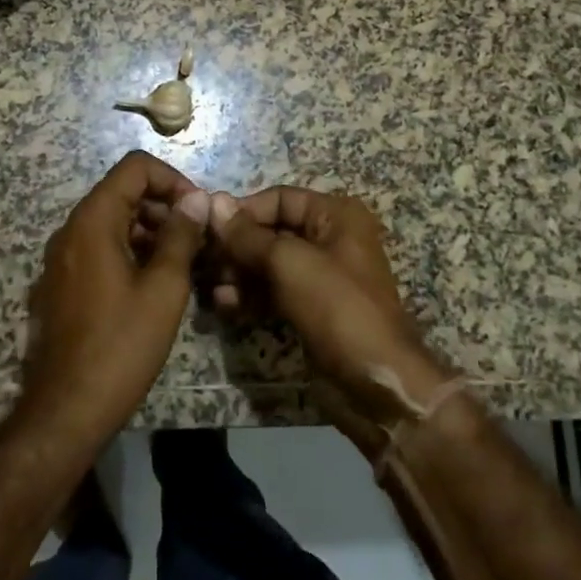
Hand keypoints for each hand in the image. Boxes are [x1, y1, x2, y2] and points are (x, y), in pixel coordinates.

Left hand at [21, 152, 209, 444]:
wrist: (67, 408)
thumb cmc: (121, 344)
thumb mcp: (164, 288)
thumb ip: (181, 236)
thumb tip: (196, 199)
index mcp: (93, 221)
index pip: (135, 168)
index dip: (173, 179)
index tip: (198, 211)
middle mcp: (71, 230)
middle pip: (122, 192)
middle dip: (165, 206)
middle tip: (198, 239)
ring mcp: (62, 258)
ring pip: (113, 222)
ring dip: (151, 231)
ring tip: (185, 262)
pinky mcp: (62, 283)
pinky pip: (100, 249)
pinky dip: (131, 251)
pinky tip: (157, 283)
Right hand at [209, 187, 451, 449]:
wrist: (375, 381)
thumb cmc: (337, 307)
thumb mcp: (289, 263)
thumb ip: (248, 235)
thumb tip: (213, 203)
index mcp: (336, 215)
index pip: (280, 199)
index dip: (243, 210)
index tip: (206, 225)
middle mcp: (331, 239)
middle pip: (273, 231)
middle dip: (238, 246)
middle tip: (205, 260)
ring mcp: (321, 276)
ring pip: (270, 264)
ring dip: (240, 273)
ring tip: (213, 288)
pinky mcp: (312, 308)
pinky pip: (274, 291)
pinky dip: (251, 295)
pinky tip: (225, 305)